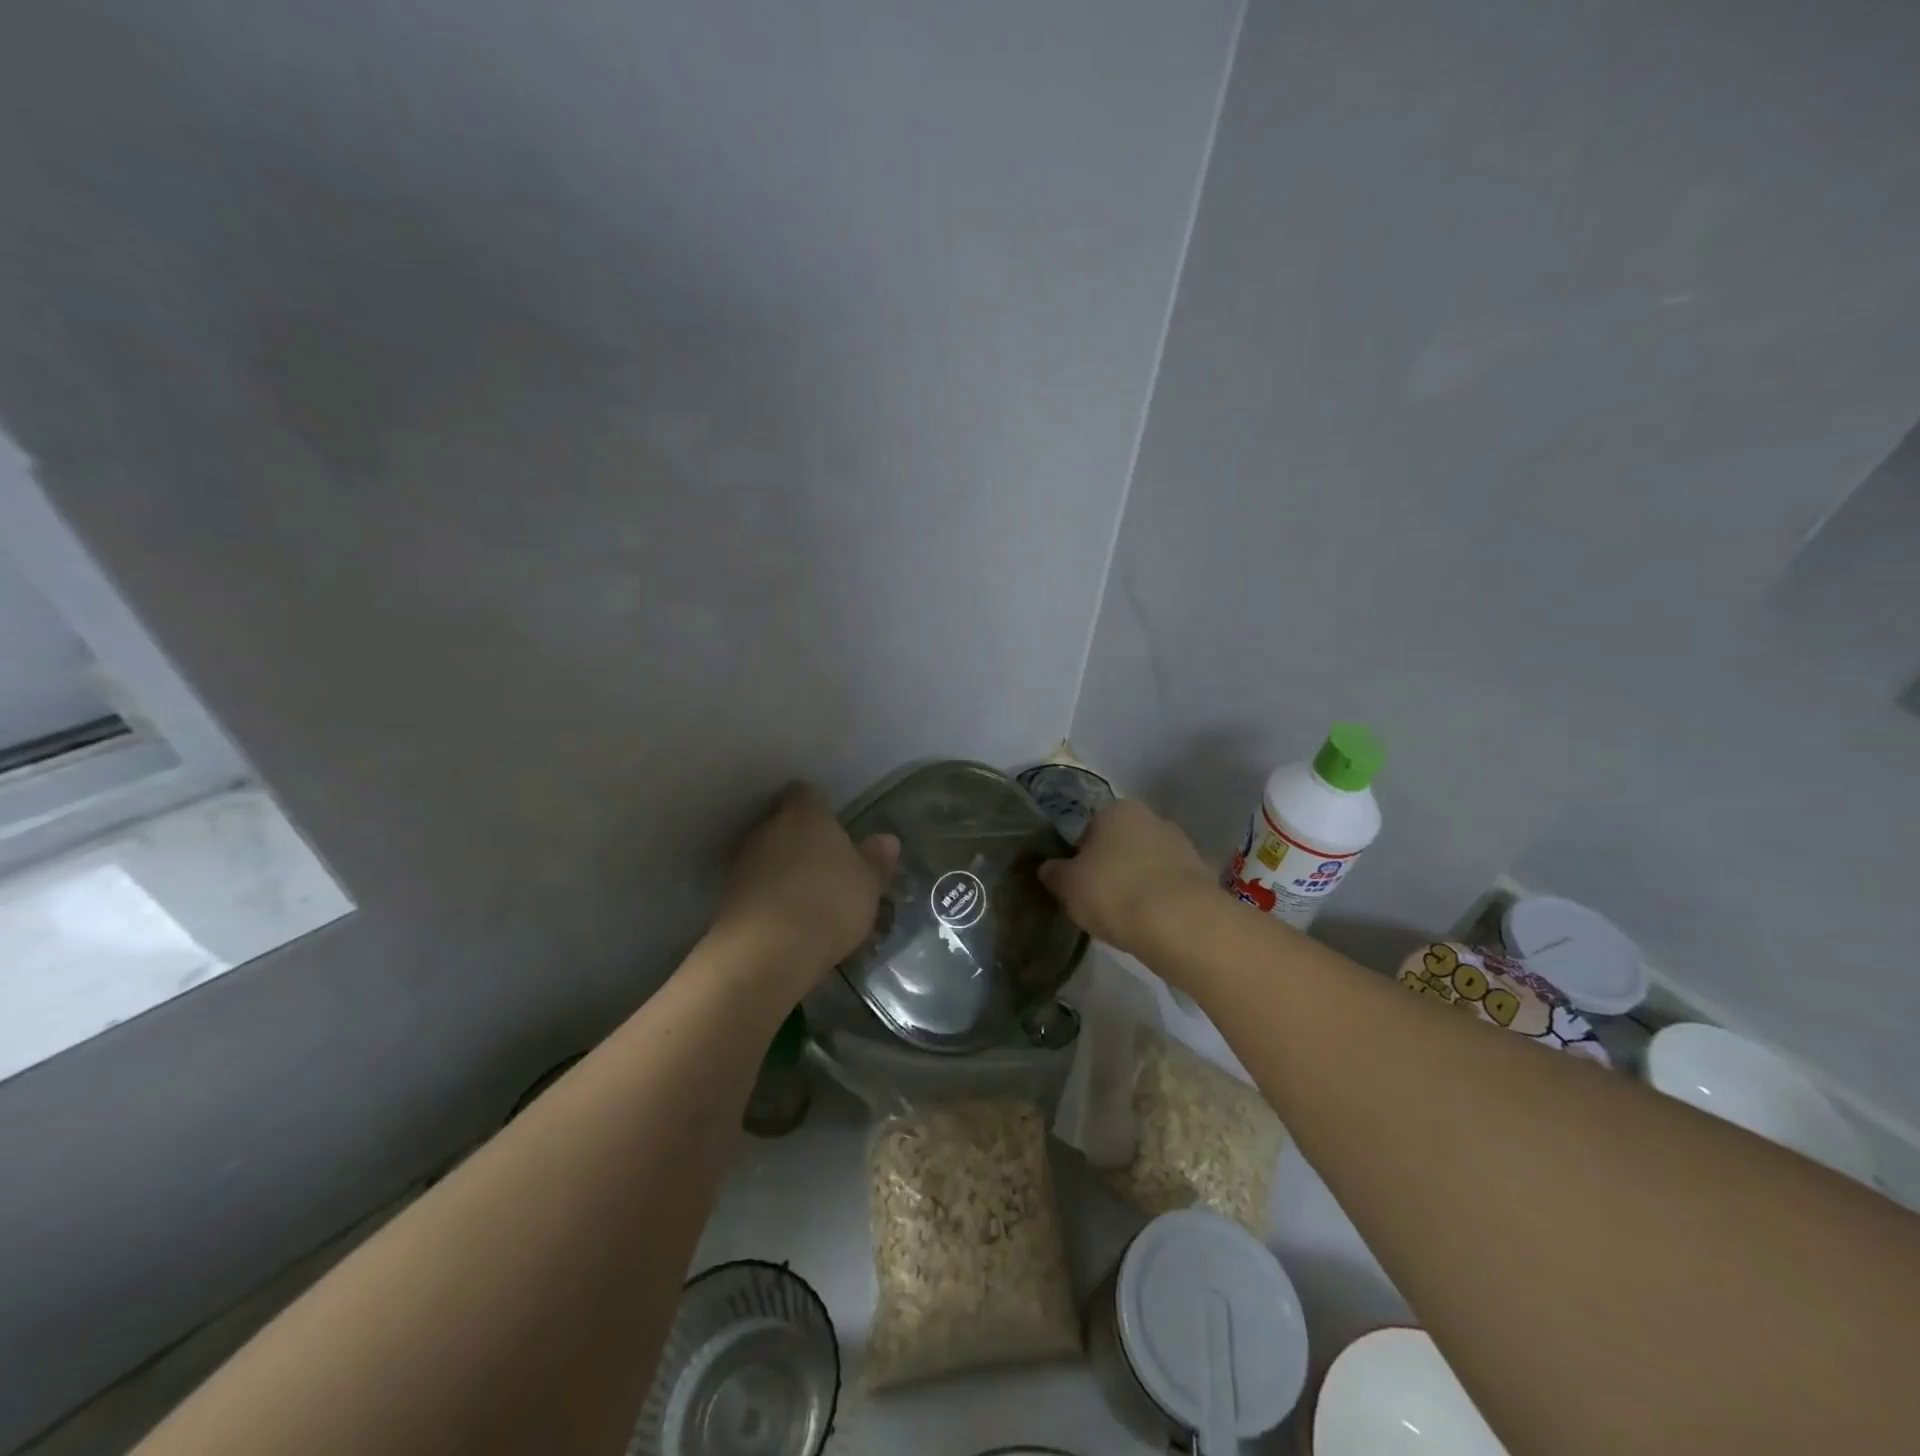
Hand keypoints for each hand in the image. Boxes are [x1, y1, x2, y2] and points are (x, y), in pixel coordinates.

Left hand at [716, 783, 898, 977]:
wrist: (767, 951)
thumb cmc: (828, 901)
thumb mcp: (868, 883)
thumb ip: (876, 859)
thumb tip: (887, 840)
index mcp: (805, 813)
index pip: (806, 793)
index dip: (819, 806)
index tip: (834, 825)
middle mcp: (769, 828)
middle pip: (783, 822)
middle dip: (801, 838)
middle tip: (826, 862)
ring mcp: (744, 862)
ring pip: (768, 854)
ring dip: (784, 869)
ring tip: (809, 895)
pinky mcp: (729, 896)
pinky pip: (757, 886)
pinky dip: (770, 896)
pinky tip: (789, 918)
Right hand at [1038, 799, 1214, 957]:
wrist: (1182, 923)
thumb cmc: (1114, 893)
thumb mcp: (1068, 886)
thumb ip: (1054, 873)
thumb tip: (1048, 868)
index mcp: (1117, 810)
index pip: (1089, 829)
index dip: (1080, 858)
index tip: (1077, 885)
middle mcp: (1152, 818)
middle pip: (1122, 844)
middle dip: (1112, 868)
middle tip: (1099, 901)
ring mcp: (1183, 845)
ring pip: (1149, 864)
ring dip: (1138, 884)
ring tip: (1127, 918)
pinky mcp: (1204, 875)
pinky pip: (1171, 887)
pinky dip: (1162, 901)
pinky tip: (1153, 924)